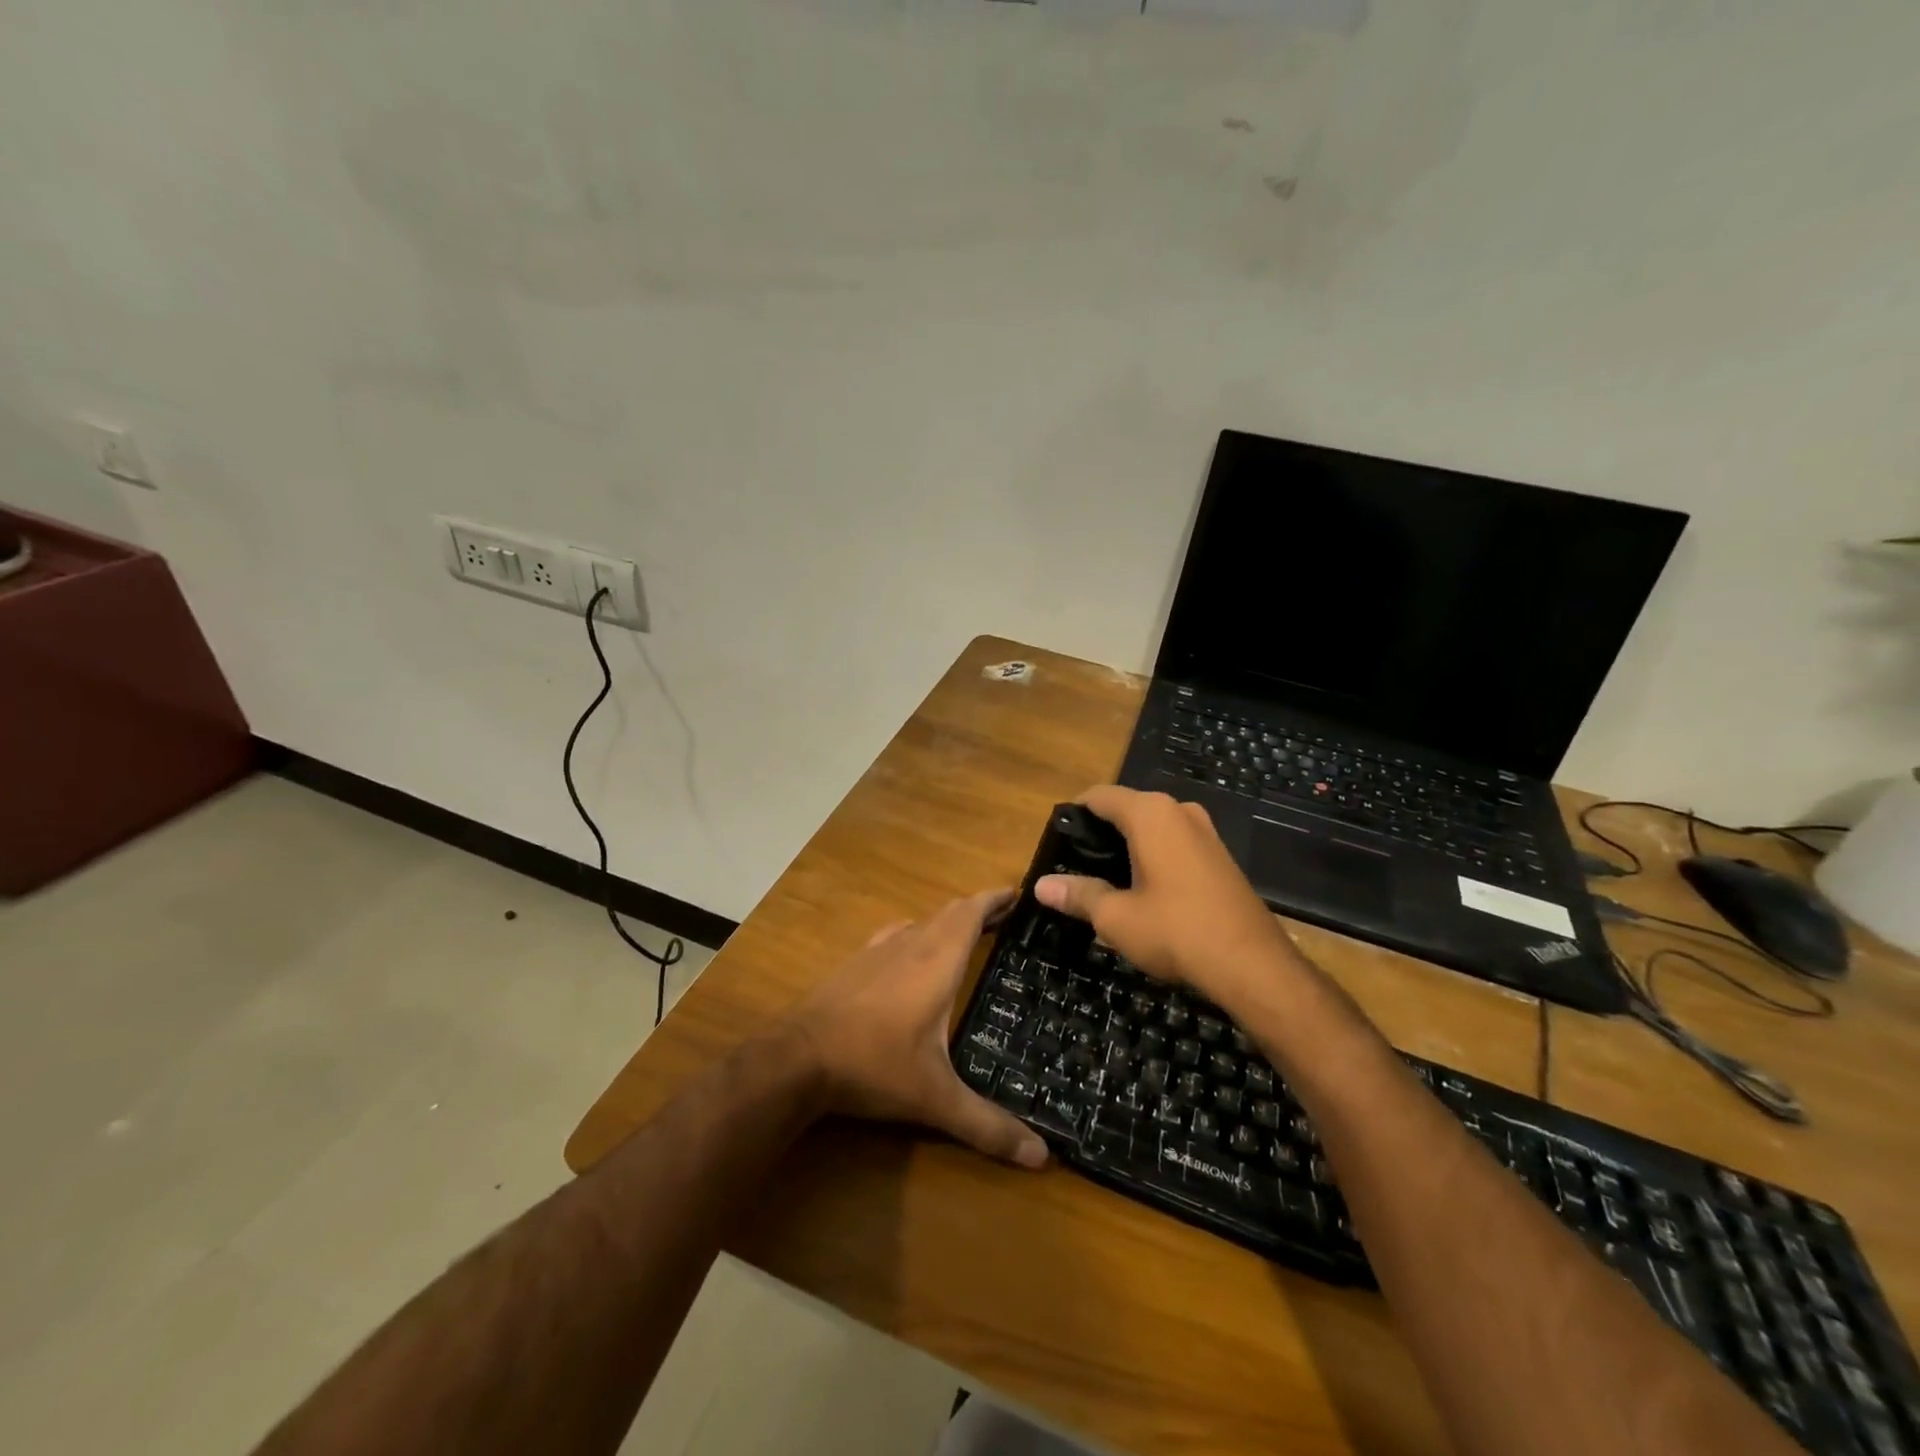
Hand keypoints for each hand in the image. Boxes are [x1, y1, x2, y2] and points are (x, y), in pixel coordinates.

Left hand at [786, 889, 1048, 1169]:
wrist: (797, 1057)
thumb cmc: (874, 1065)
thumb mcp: (936, 1098)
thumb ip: (988, 1125)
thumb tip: (1042, 1157)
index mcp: (937, 960)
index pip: (971, 912)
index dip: (995, 898)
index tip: (1019, 892)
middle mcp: (910, 944)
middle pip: (950, 913)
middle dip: (978, 910)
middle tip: (1005, 917)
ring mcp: (877, 951)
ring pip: (921, 922)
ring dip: (947, 922)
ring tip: (968, 935)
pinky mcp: (854, 963)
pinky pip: (896, 936)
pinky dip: (916, 935)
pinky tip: (913, 953)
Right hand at [1035, 786, 1301, 1007]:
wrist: (1253, 965)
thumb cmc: (1176, 931)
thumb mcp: (1116, 916)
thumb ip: (1078, 894)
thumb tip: (1040, 887)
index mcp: (1150, 813)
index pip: (1099, 796)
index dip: (1073, 814)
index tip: (1056, 841)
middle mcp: (1179, 810)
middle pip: (1126, 808)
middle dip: (1099, 832)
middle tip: (1075, 866)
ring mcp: (1204, 831)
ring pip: (1152, 826)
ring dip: (1127, 845)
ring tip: (1104, 880)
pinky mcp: (1219, 854)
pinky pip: (1174, 842)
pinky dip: (1153, 855)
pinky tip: (1142, 889)